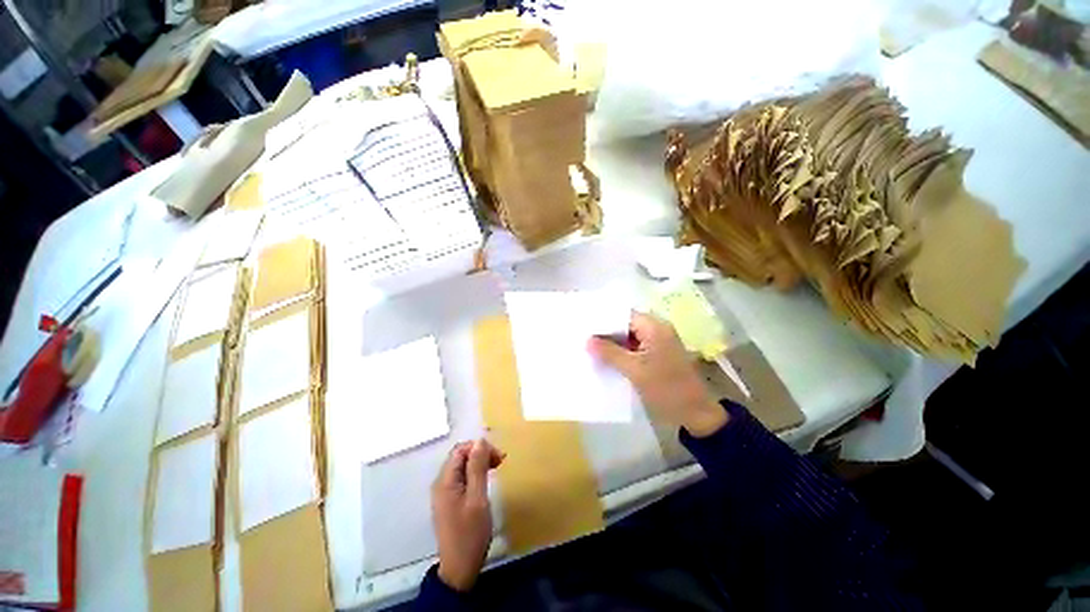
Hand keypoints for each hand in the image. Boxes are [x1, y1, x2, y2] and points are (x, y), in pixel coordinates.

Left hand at [431, 439, 504, 590]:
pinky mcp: (450, 501)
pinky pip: (462, 478)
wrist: (459, 569)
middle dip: (480, 453)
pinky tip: (486, 479)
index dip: (479, 447)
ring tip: (496, 467)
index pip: (460, 450)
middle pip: (460, 456)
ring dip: (479, 463)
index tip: (498, 456)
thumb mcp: (477, 498)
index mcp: (445, 481)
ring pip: (462, 467)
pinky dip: (475, 473)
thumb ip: (477, 468)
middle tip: (500, 461)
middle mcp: (441, 483)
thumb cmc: (470, 533)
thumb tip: (480, 440)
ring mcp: (445, 493)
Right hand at [588, 312, 728, 436]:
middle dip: (606, 333)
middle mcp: (657, 329)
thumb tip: (587, 340)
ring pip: (629, 337)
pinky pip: (634, 348)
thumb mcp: (634, 370)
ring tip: (589, 348)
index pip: (623, 315)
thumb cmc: (666, 388)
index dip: (603, 320)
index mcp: (654, 327)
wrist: (696, 413)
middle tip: (583, 338)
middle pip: (625, 325)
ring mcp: (658, 342)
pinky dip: (621, 352)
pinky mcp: (657, 354)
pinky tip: (605, 359)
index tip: (584, 327)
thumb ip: (609, 353)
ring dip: (612, 344)